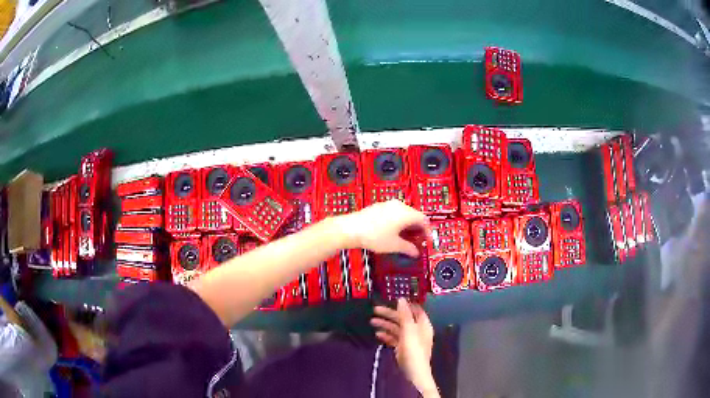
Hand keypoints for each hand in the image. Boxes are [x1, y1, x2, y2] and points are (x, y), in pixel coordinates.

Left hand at [337, 200, 428, 256]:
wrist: (351, 228)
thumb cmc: (373, 235)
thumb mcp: (394, 245)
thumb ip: (408, 248)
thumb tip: (415, 252)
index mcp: (406, 213)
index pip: (424, 220)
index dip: (427, 231)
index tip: (427, 240)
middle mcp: (399, 206)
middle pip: (415, 215)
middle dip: (418, 228)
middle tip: (418, 240)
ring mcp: (388, 205)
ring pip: (404, 214)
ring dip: (408, 225)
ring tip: (406, 238)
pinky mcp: (379, 207)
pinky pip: (394, 213)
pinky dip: (398, 222)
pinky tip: (393, 232)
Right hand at [371, 299, 437, 395]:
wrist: (413, 374)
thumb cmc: (413, 351)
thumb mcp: (409, 331)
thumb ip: (405, 315)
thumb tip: (401, 299)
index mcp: (422, 325)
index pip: (415, 310)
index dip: (405, 304)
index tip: (392, 299)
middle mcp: (417, 331)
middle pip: (403, 319)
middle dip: (390, 314)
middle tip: (375, 310)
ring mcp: (409, 341)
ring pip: (397, 329)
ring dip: (385, 324)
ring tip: (372, 322)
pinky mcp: (402, 350)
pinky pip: (393, 339)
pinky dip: (386, 335)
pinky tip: (377, 334)